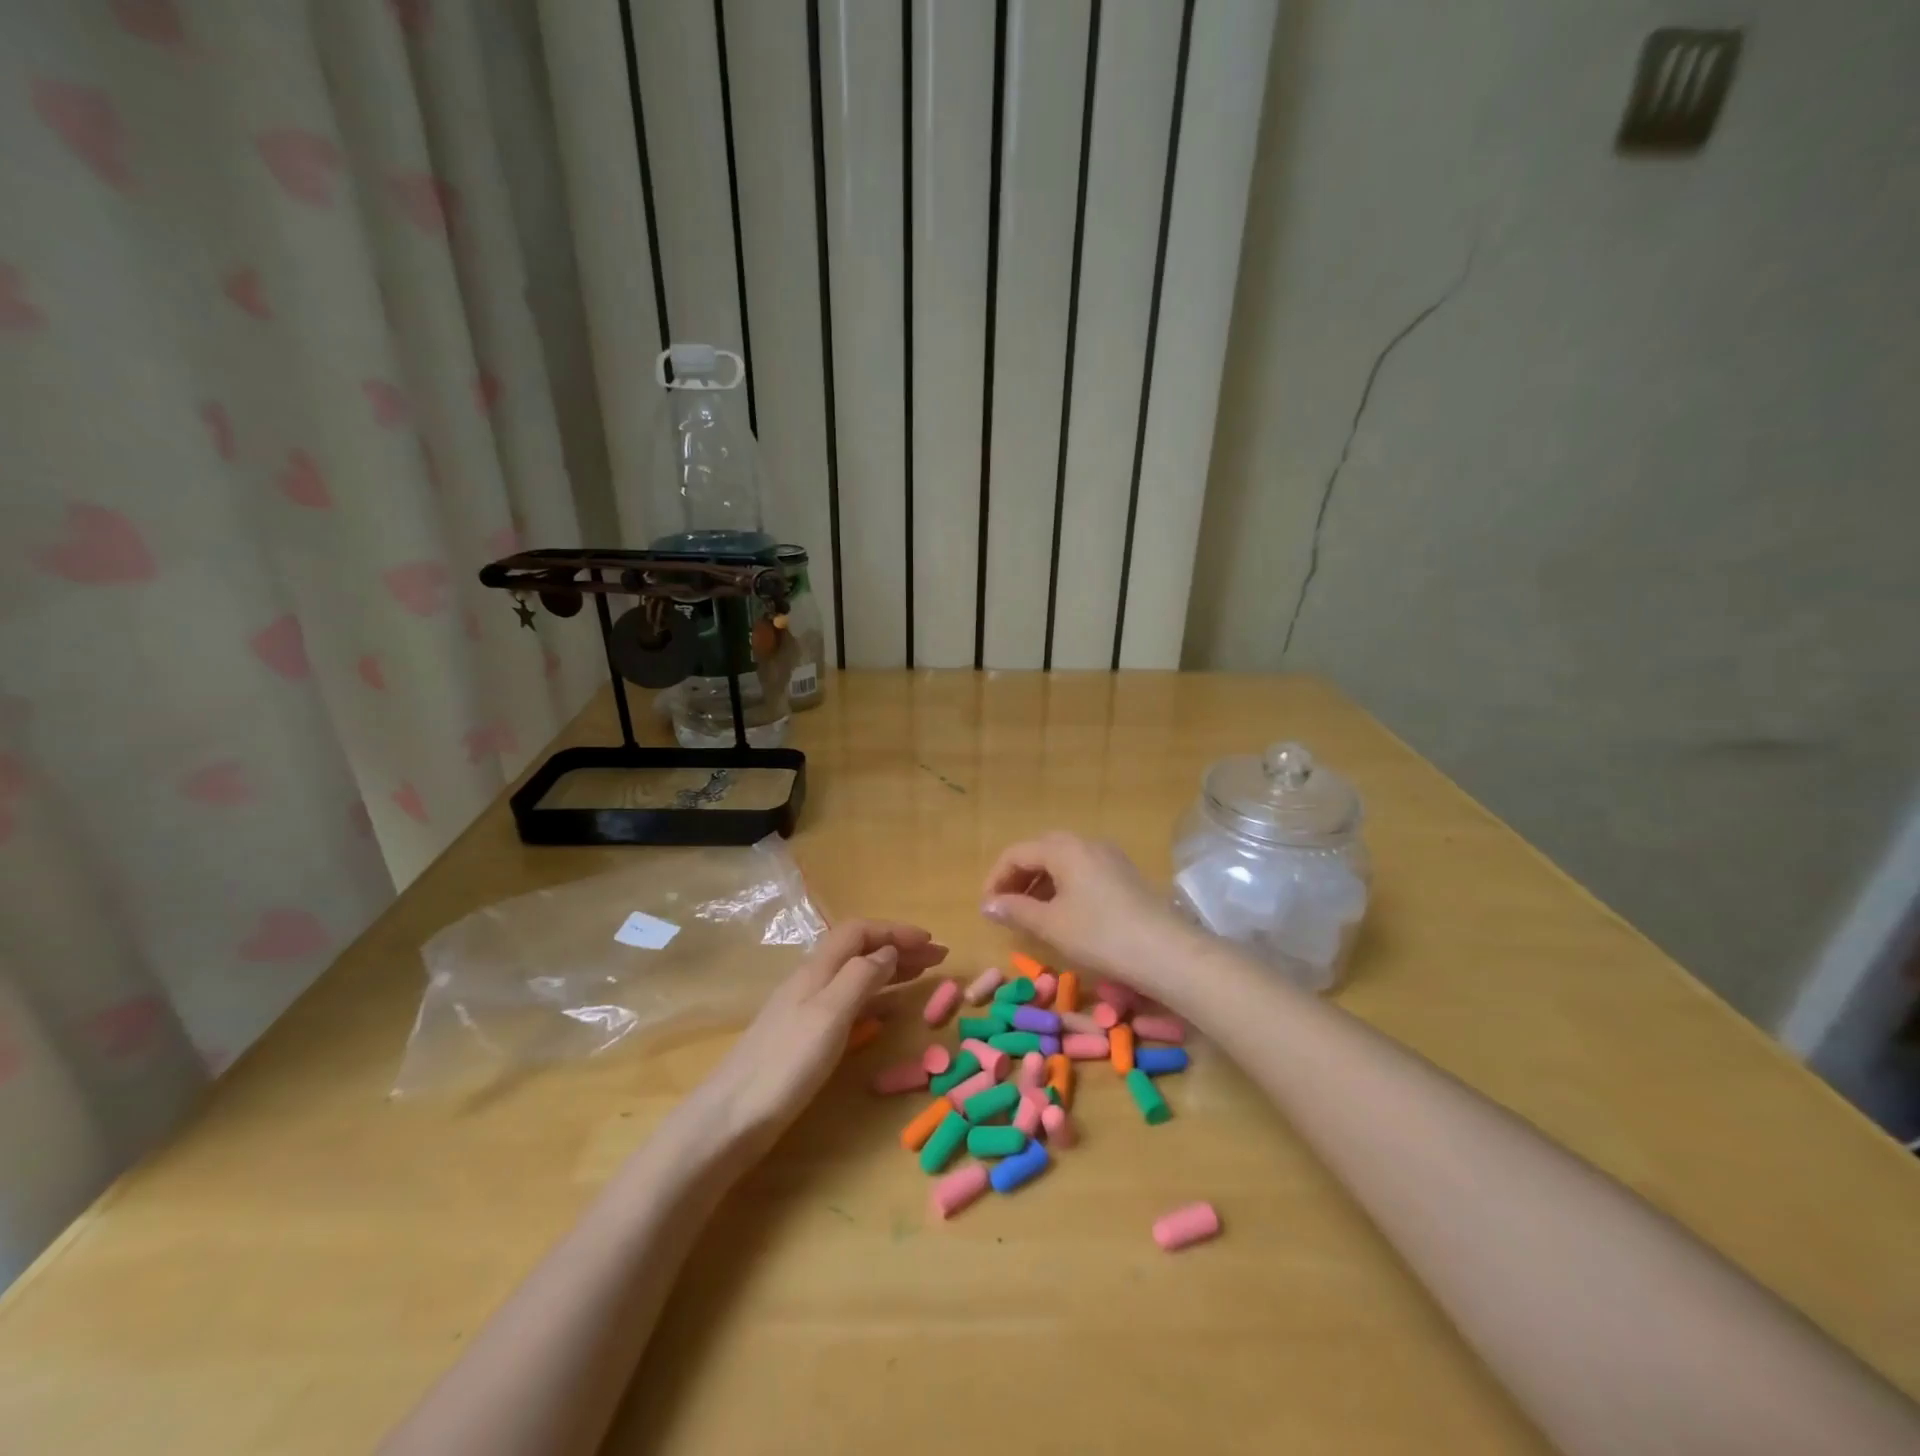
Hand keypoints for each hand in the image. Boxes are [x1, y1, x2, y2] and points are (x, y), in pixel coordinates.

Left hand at [701, 920, 946, 1147]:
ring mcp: (804, 1008)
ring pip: (854, 974)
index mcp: (816, 969)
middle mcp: (811, 981)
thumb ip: (860, 977)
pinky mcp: (803, 1036)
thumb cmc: (785, 1065)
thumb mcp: (829, 1015)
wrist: (729, 1119)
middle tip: (938, 958)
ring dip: (889, 969)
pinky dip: (874, 997)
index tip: (932, 942)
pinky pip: (847, 1001)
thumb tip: (888, 950)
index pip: (860, 931)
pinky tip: (885, 1011)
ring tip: (922, 976)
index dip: (896, 931)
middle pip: (859, 950)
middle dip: (899, 948)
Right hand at [980, 833, 1189, 991]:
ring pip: (1063, 862)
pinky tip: (1062, 914)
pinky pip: (1082, 871)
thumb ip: (1015, 910)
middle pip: (1040, 852)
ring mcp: (1109, 857)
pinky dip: (1063, 887)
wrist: (1166, 952)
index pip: (1017, 853)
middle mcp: (1086, 843)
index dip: (996, 878)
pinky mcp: (1124, 875)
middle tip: (1005, 908)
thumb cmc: (1100, 934)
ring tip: (1029, 915)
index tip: (987, 908)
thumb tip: (988, 904)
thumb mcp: (1051, 925)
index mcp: (1064, 848)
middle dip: (1018, 878)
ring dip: (1040, 883)